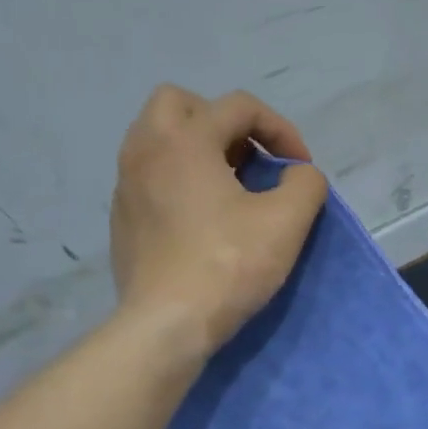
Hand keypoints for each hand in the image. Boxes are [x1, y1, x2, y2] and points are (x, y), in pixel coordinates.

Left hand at [110, 86, 328, 355]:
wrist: (168, 323)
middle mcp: (145, 148)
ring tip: (229, 187)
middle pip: (181, 104)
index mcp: (185, 139)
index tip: (300, 167)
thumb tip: (299, 175)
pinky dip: (178, 180)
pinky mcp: (122, 218)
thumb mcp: (286, 222)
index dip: (280, 129)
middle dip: (223, 122)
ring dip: (198, 150)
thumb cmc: (229, 265)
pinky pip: (150, 176)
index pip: (239, 106)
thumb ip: (305, 184)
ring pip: (159, 140)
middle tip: (250, 160)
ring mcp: (126, 184)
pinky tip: (201, 219)